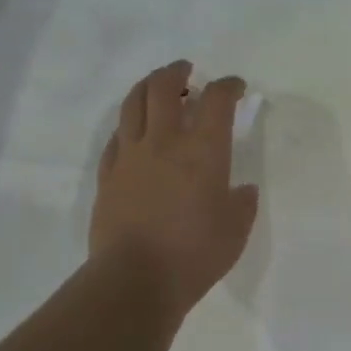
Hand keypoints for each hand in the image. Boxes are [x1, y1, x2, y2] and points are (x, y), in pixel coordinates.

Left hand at [91, 62, 259, 315]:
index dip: (228, 86)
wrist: (135, 279)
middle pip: (165, 87)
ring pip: (134, 103)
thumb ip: (242, 203)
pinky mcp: (108, 174)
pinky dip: (129, 124)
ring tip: (158, 87)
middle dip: (178, 72)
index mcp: (203, 151)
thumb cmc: (195, 254)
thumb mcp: (236, 230)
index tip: (235, 87)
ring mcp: (130, 155)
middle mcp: (165, 141)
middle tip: (187, 72)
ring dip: (148, 86)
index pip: (217, 100)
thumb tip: (242, 190)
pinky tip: (134, 132)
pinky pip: (116, 136)